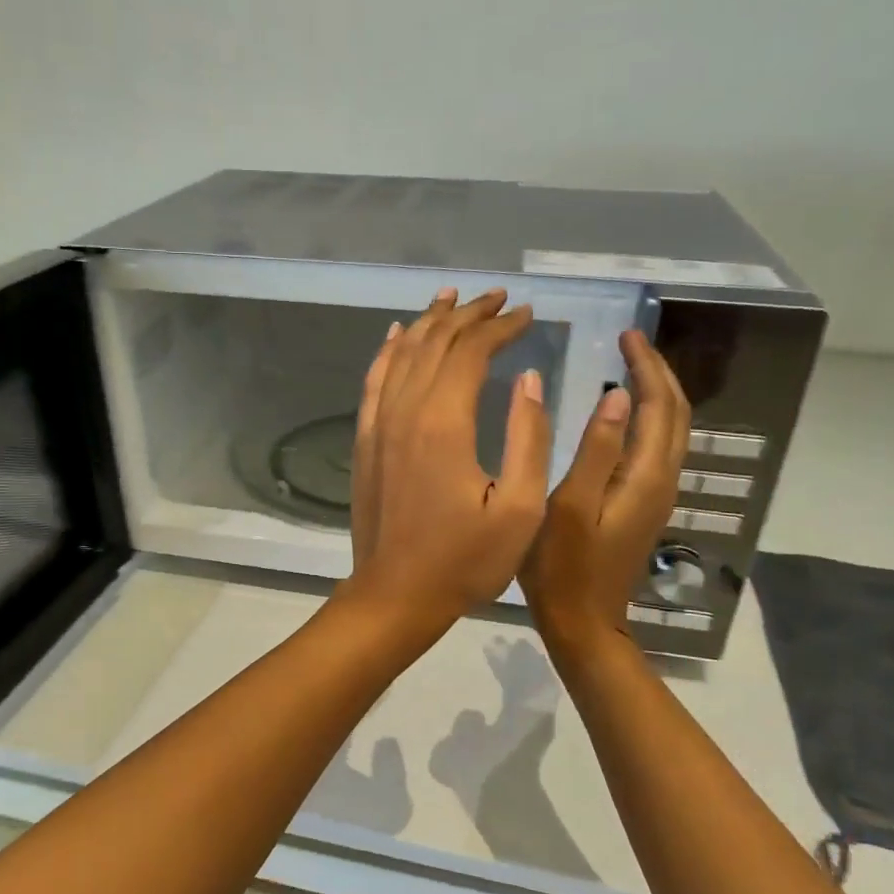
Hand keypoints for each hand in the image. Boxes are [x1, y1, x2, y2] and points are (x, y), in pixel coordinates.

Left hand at [346, 288, 551, 631]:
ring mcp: (378, 424)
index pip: (472, 352)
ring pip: (402, 354)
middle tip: (498, 299)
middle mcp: (405, 411)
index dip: (501, 328)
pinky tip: (398, 335)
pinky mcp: (365, 440)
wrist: (395, 595)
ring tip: (452, 298)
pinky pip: (374, 381)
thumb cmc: (465, 561)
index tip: (527, 316)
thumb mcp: (519, 509)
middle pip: (435, 342)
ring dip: (429, 322)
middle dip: (469, 315)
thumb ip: (528, 437)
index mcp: (445, 423)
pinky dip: (388, 351)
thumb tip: (528, 378)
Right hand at [520, 329, 690, 656]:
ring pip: (671, 430)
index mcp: (646, 477)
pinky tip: (626, 414)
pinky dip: (649, 418)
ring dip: (657, 393)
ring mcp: (657, 495)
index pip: (660, 406)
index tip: (626, 335)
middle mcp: (663, 480)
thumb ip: (596, 452)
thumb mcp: (570, 507)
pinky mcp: (645, 505)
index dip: (646, 366)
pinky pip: (658, 447)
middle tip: (629, 342)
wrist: (583, 622)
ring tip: (630, 367)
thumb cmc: (563, 567)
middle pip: (676, 414)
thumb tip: (616, 398)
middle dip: (658, 372)